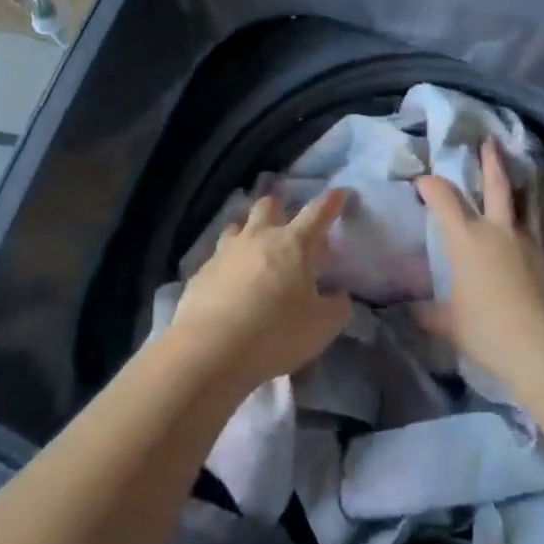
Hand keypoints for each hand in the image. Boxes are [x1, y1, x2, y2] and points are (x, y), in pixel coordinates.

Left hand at [169, 190, 353, 390]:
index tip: (341, 193)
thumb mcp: (322, 327)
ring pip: (237, 227)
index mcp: (294, 244)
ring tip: (254, 255)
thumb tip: (339, 295)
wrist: (210, 350)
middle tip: (286, 230)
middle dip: (279, 210)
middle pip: (268, 206)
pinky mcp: (201, 273)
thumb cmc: (275, 333)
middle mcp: (259, 238)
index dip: (333, 200)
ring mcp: (226, 252)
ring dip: (248, 234)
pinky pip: (217, 259)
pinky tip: (228, 288)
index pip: (319, 212)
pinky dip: (227, 266)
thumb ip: (337, 307)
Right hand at [414, 138, 543, 380]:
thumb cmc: (485, 329)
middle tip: (489, 140)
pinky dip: (539, 215)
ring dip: (524, 182)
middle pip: (495, 184)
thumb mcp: (449, 324)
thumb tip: (411, 311)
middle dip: (490, 160)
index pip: (444, 199)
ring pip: (527, 200)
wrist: (540, 344)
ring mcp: (529, 240)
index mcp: (466, 239)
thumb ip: (430, 313)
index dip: (431, 186)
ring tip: (526, 170)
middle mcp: (498, 230)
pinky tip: (540, 218)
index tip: (423, 181)